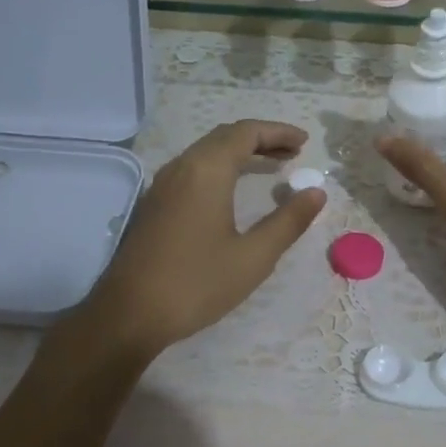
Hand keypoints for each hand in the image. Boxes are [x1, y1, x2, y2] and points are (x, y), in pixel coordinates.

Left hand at [82, 120, 325, 359]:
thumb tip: (316, 193)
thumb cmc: (196, 283)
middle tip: (293, 154)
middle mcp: (181, 168)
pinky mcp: (153, 205)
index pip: (246, 133)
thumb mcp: (254, 256)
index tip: (305, 143)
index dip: (278, 132)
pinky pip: (192, 170)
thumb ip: (288, 221)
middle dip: (261, 139)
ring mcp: (162, 185)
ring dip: (240, 153)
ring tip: (271, 167)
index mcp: (206, 171)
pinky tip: (233, 191)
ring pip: (206, 153)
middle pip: (224, 137)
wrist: (129, 314)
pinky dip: (220, 168)